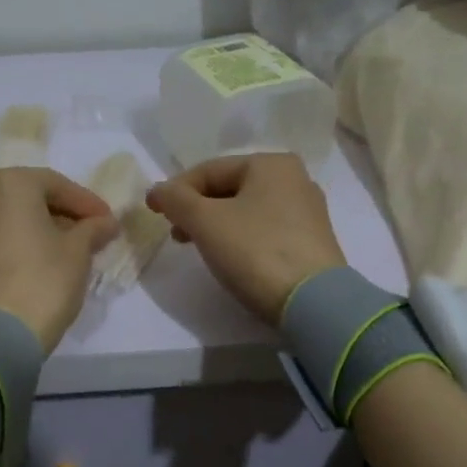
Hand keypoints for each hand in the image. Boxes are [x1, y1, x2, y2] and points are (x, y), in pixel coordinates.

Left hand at [0, 167, 119, 350]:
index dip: (87, 204)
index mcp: (8, 183)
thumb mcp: (78, 253)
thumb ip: (92, 230)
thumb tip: (105, 222)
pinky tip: (35, 266)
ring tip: (64, 252)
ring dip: (37, 230)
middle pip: (28, 198)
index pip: (57, 185)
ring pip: (8, 219)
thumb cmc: (41, 283)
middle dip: (60, 215)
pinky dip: (15, 245)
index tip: (108, 223)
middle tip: (89, 236)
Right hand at [146, 153, 346, 323]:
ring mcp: (306, 212)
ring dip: (216, 225)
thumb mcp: (205, 222)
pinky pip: (265, 230)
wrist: (312, 302)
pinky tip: (231, 258)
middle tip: (176, 234)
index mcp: (271, 163)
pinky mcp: (311, 242)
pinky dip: (240, 238)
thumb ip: (176, 200)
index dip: (176, 190)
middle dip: (197, 209)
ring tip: (198, 248)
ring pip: (247, 210)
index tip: (154, 212)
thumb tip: (157, 191)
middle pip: (229, 189)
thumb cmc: (255, 251)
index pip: (209, 170)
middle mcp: (294, 179)